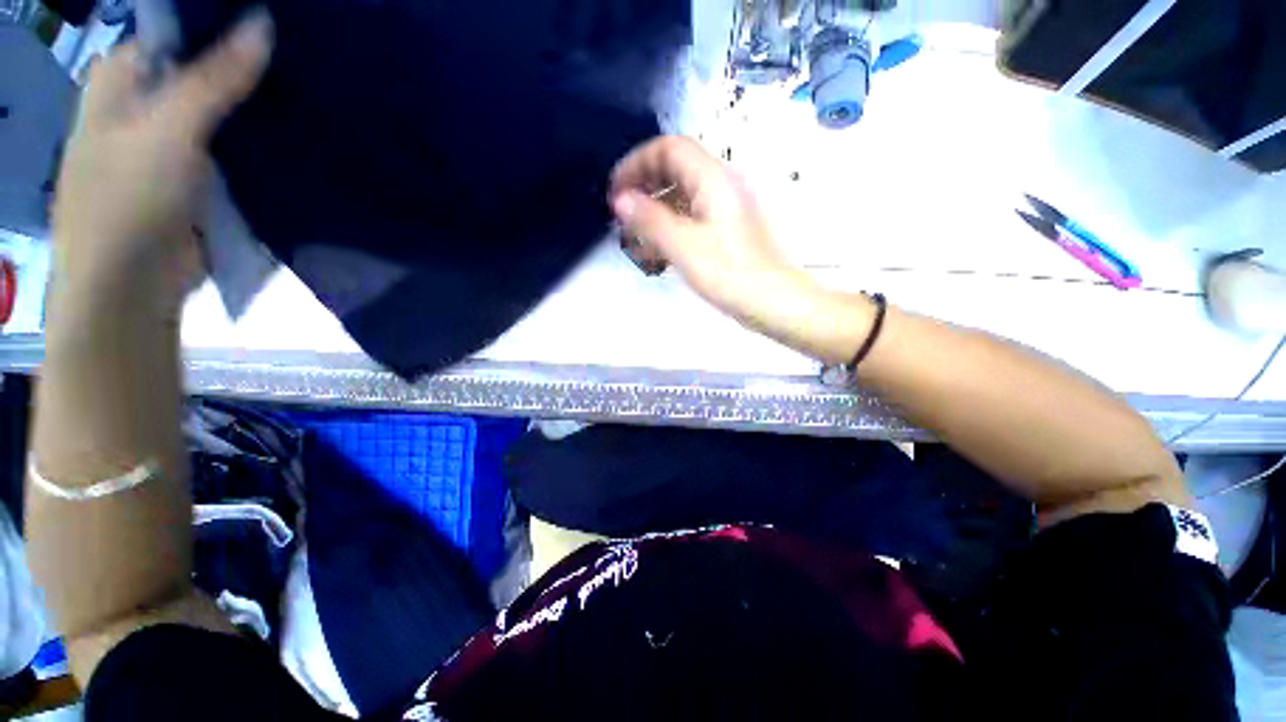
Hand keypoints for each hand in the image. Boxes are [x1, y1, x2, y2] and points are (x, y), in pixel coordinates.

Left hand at [52, 12, 272, 284]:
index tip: (267, 23)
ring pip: (217, 110)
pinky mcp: (196, 178)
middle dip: (240, 65)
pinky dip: (254, 140)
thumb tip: (262, 23)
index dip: (214, 23)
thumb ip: (213, 79)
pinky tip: (288, 133)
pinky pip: (229, 147)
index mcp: (120, 81)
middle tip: (296, 55)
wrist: (131, 286)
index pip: (170, 33)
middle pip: (196, 69)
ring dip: (252, 105)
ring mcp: (170, 144)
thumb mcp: (169, 129)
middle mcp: (142, 106)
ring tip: (302, 91)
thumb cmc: (128, 200)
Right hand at [609, 136, 876, 363]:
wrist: (774, 302)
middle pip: (675, 170)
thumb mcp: (683, 246)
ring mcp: (726, 209)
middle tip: (622, 216)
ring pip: (683, 197)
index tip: (616, 191)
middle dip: (644, 188)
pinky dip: (672, 229)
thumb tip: (620, 199)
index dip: (637, 163)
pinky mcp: (727, 231)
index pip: (669, 148)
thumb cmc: (729, 273)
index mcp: (712, 179)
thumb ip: (649, 219)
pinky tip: (659, 254)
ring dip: (656, 212)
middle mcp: (721, 185)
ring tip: (635, 240)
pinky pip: (693, 218)